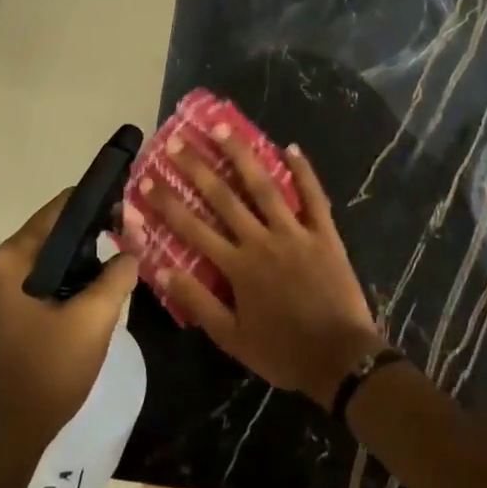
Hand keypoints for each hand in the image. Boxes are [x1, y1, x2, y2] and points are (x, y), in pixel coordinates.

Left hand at [0, 190, 138, 463]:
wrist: (11, 432)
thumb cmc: (48, 370)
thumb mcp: (93, 318)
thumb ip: (118, 274)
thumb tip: (134, 249)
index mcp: (16, 257)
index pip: (63, 207)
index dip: (102, 202)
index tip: (136, 209)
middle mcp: (6, 262)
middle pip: (61, 228)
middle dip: (101, 228)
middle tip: (141, 235)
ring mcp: (9, 286)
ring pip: (61, 254)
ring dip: (94, 254)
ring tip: (133, 254)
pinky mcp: (17, 306)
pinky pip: (54, 275)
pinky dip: (81, 274)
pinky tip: (109, 282)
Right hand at [135, 128, 386, 409]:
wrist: (340, 358)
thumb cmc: (282, 351)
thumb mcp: (231, 337)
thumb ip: (197, 301)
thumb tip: (162, 269)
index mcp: (237, 266)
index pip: (192, 228)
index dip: (167, 203)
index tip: (146, 181)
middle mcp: (262, 240)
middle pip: (223, 198)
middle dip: (197, 168)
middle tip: (177, 142)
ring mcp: (296, 233)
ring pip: (264, 187)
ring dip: (242, 156)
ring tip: (223, 128)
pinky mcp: (325, 234)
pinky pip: (314, 196)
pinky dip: (303, 171)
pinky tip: (290, 146)